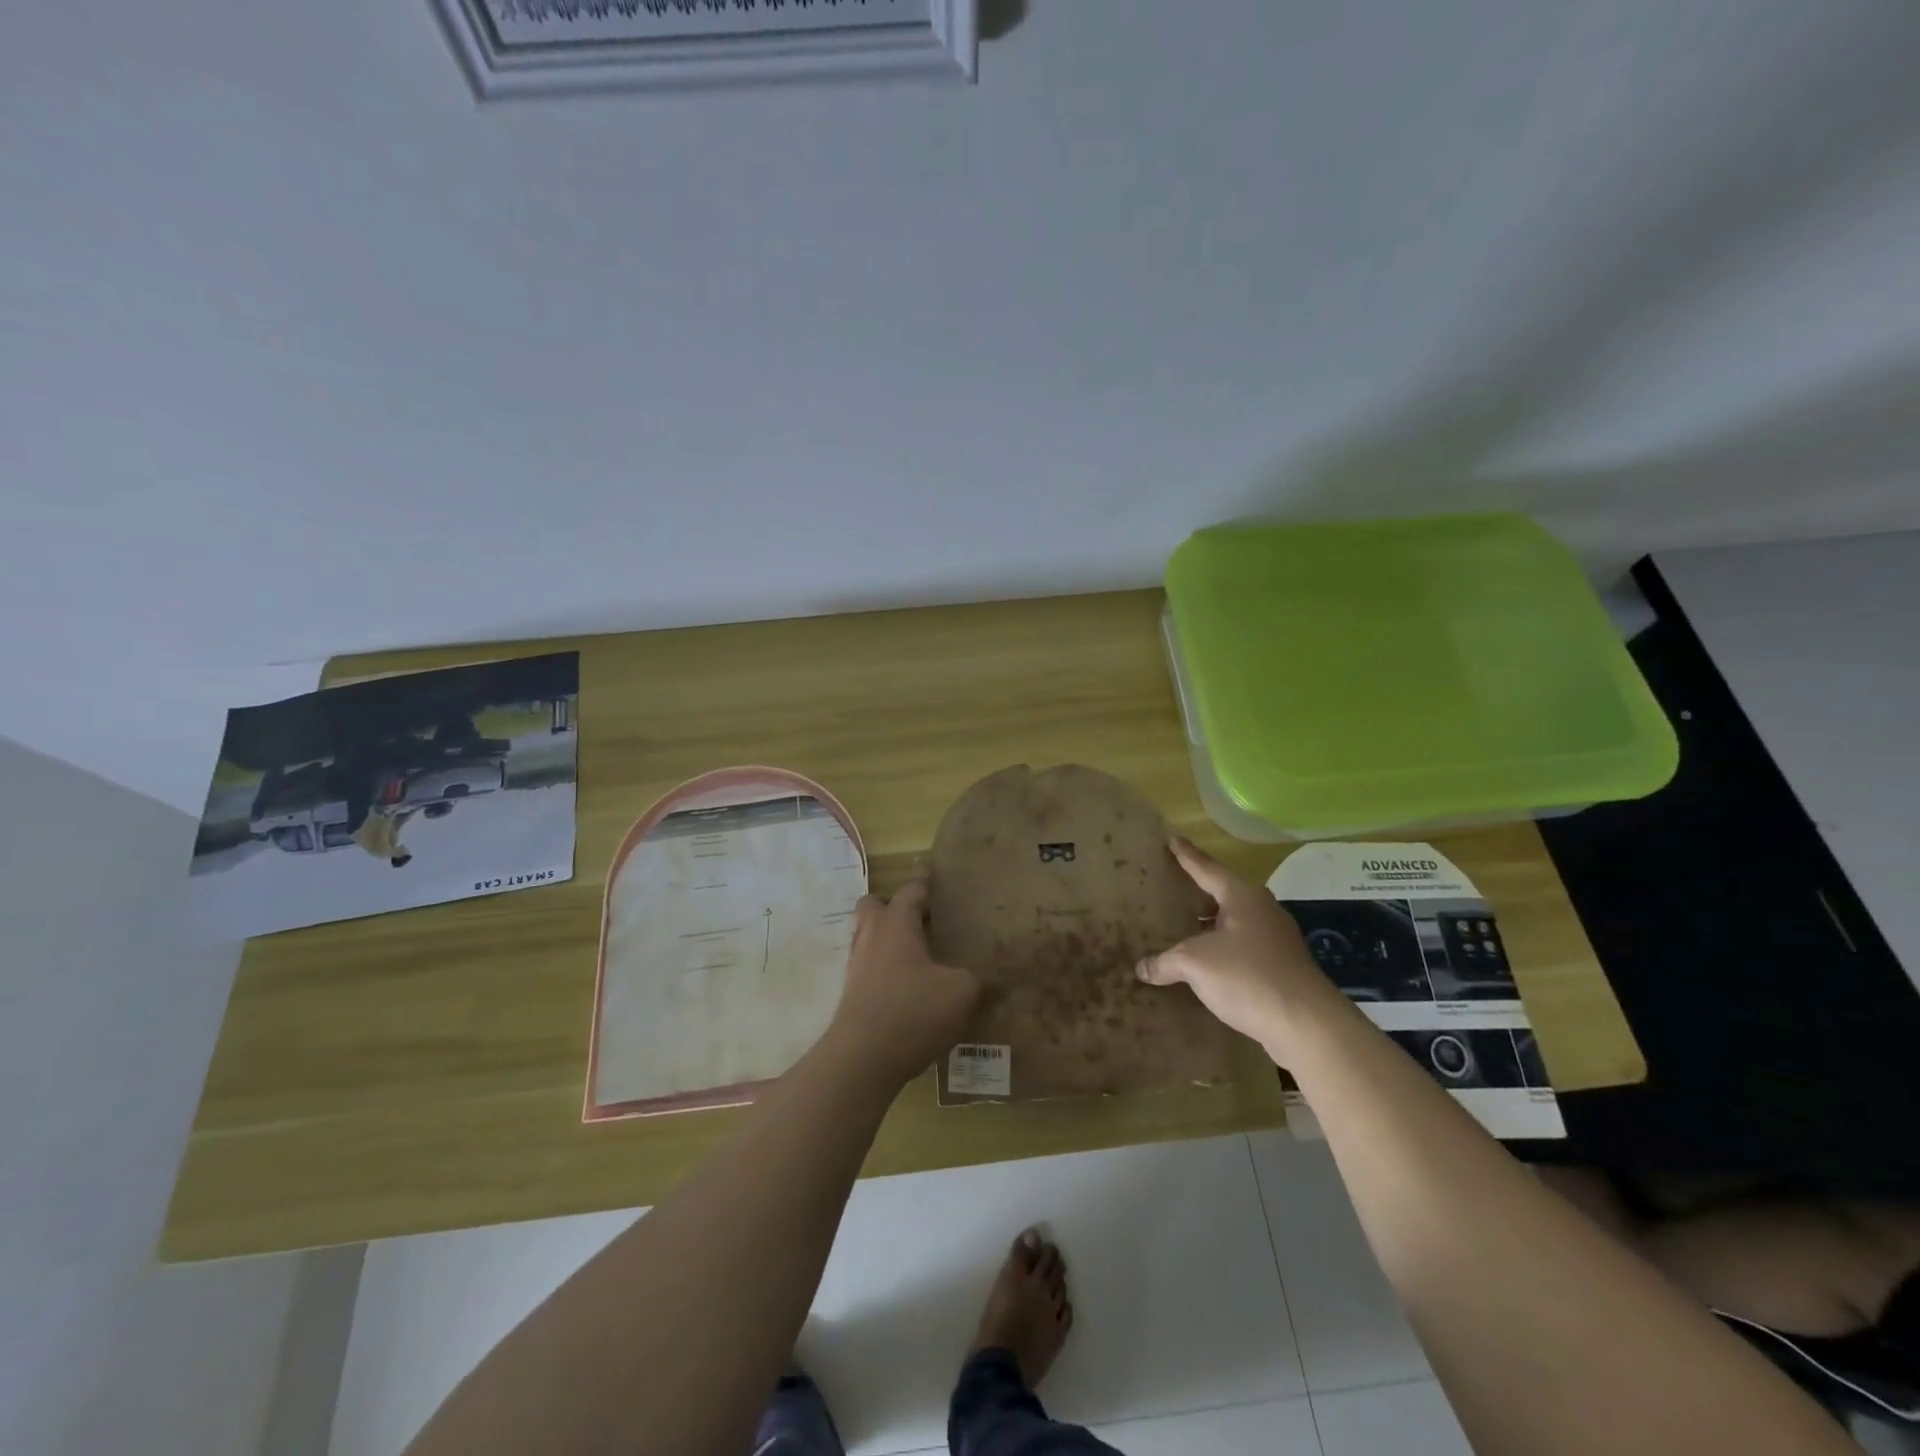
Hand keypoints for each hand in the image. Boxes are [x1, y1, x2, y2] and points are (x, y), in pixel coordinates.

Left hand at [828, 868, 980, 1089]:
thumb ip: (977, 977)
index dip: (926, 880)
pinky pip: (869, 966)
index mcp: (897, 923)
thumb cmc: (913, 1012)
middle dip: (895, 905)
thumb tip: (988, 973)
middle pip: (875, 905)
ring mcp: (856, 965)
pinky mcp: (851, 993)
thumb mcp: (961, 992)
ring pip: (869, 936)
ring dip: (889, 938)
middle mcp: (871, 935)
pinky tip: (908, 988)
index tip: (935, 873)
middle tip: (923, 918)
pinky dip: (885, 968)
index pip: (912, 889)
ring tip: (919, 954)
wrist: (861, 1060)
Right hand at [1135, 837, 1344, 1056]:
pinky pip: (1242, 947)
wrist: (1307, 1025)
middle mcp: (1262, 910)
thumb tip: (1142, 968)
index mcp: (1242, 897)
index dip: (1186, 855)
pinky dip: (1221, 949)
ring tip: (1183, 926)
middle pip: (1223, 894)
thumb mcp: (1196, 964)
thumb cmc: (1248, 977)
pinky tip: (1206, 964)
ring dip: (1210, 925)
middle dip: (1198, 892)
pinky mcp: (1281, 966)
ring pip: (1234, 923)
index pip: (1207, 868)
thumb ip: (1166, 962)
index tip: (1172, 839)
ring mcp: (1276, 939)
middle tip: (1172, 886)